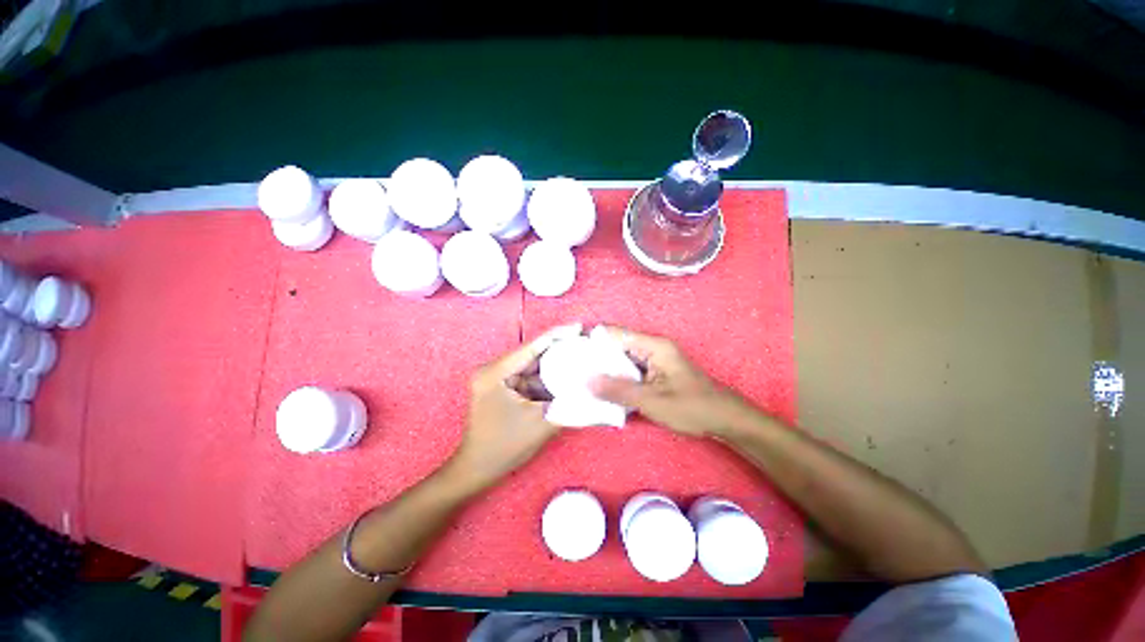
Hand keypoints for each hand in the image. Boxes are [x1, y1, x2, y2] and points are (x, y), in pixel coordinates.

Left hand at [447, 324, 581, 488]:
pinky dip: (546, 381)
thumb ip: (569, 405)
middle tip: (585, 345)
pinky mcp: (501, 388)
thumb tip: (594, 391)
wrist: (476, 470)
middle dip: (559, 352)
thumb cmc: (504, 447)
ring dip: (554, 367)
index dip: (557, 335)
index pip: (531, 347)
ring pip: (532, 367)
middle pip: (532, 355)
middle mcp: (492, 370)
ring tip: (580, 362)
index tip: (580, 327)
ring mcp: (495, 378)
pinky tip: (565, 380)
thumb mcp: (540, 424)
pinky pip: (528, 379)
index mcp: (495, 373)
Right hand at [589, 327, 755, 437]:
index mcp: (653, 345)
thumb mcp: (651, 401)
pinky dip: (617, 379)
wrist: (725, 419)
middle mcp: (652, 347)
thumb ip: (617, 390)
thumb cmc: (691, 407)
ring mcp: (654, 360)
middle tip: (573, 372)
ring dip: (606, 370)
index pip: (614, 334)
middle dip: (596, 358)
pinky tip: (604, 390)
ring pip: (622, 359)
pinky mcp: (655, 372)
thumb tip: (586, 380)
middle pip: (616, 346)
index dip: (592, 342)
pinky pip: (630, 370)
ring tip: (583, 381)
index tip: (571, 355)